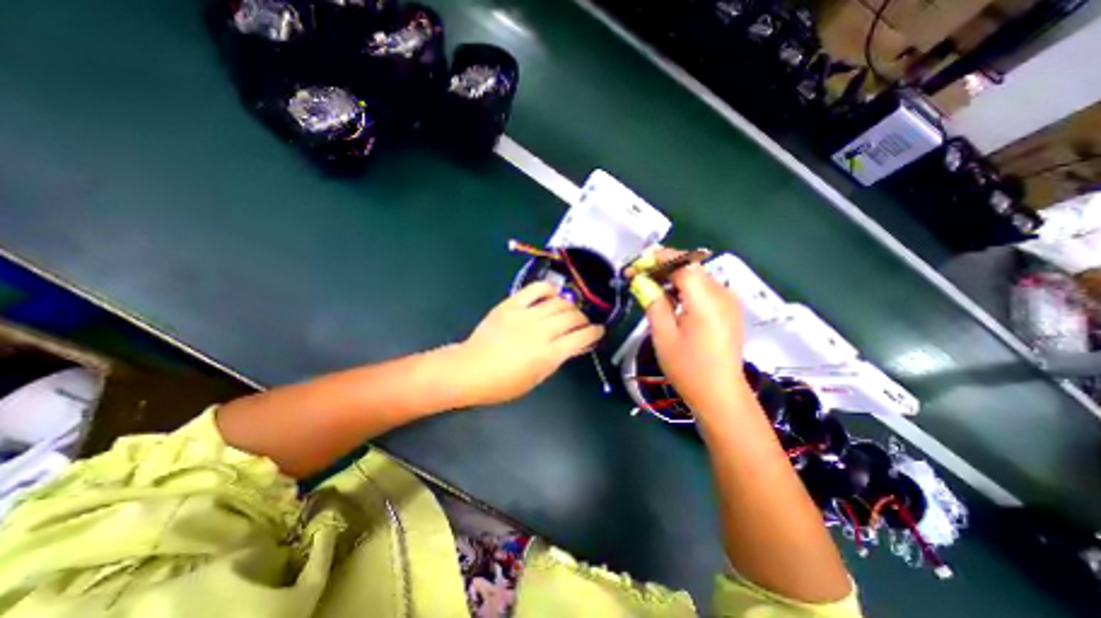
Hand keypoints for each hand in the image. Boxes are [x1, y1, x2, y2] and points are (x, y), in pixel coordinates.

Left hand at [461, 283, 604, 407]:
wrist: (469, 370)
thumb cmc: (503, 383)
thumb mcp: (536, 378)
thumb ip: (558, 359)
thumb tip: (576, 345)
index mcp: (548, 355)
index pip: (581, 337)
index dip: (595, 332)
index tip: (598, 331)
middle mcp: (540, 332)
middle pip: (572, 317)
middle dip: (583, 319)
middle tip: (582, 322)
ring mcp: (525, 315)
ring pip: (558, 302)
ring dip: (569, 305)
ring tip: (568, 310)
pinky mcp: (511, 305)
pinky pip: (535, 289)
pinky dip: (548, 289)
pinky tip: (553, 293)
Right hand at [646, 256, 748, 415]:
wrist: (720, 395)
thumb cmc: (688, 369)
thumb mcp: (664, 336)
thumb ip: (653, 303)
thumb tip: (641, 280)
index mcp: (706, 300)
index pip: (681, 263)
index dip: (656, 260)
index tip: (634, 267)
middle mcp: (722, 293)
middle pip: (690, 266)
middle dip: (662, 266)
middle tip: (638, 276)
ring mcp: (728, 301)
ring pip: (696, 275)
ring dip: (672, 276)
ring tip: (649, 286)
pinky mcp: (728, 309)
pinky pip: (704, 287)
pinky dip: (684, 286)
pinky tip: (670, 299)